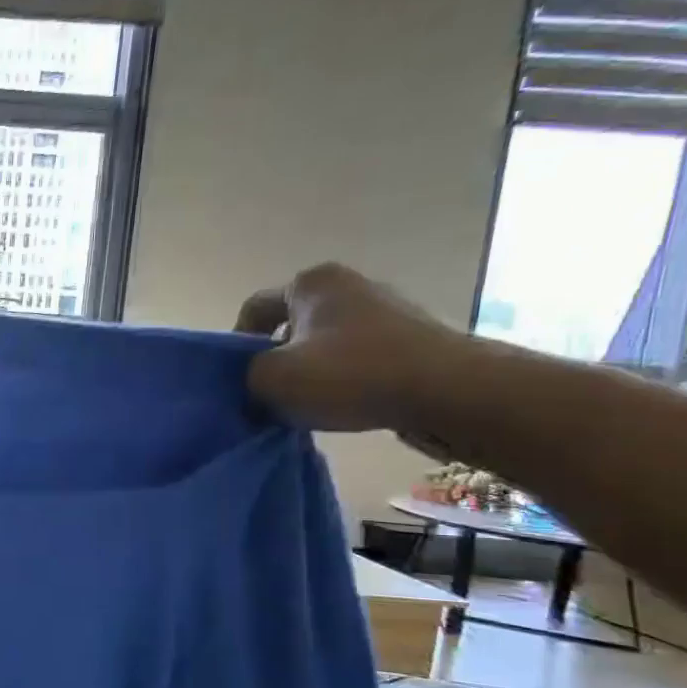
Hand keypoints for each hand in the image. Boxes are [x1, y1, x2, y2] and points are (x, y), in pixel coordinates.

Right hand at [234, 263, 460, 431]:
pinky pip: (359, 358)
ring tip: (308, 405)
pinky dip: (344, 380)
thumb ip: (247, 374)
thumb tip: (257, 378)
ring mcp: (387, 310)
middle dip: (276, 359)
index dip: (237, 345)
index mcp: (312, 282)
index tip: (241, 378)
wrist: (449, 392)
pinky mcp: (413, 339)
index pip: (254, 309)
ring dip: (310, 373)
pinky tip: (345, 405)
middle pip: (291, 326)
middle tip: (269, 394)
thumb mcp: (271, 378)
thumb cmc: (350, 374)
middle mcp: (350, 285)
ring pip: (325, 344)